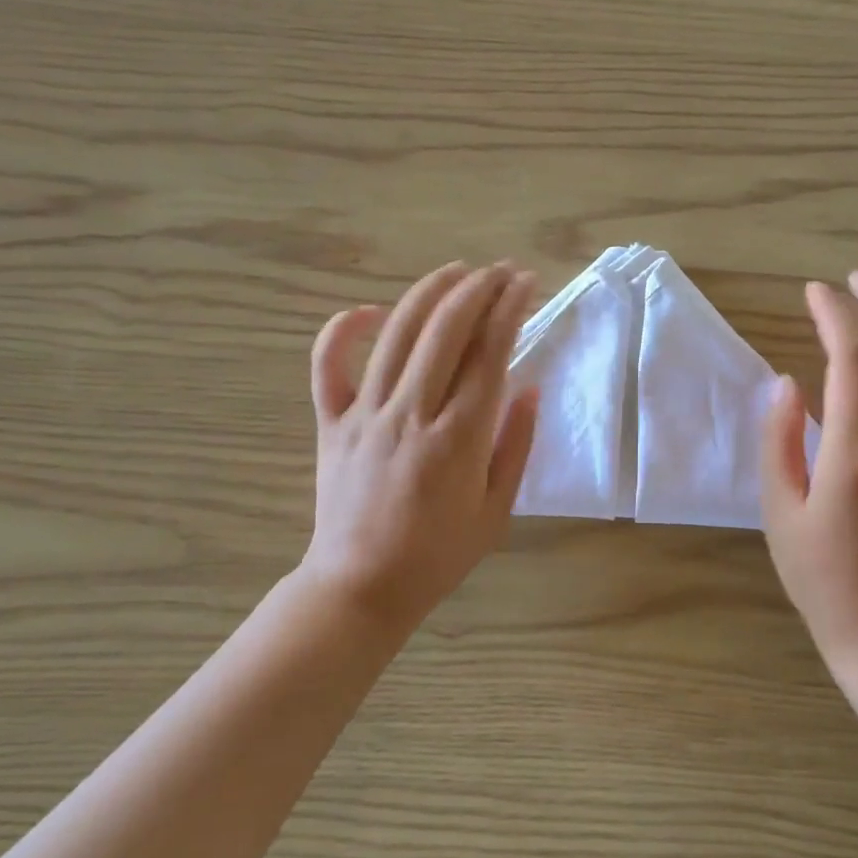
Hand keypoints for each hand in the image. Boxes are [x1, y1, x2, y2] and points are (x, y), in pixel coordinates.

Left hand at [300, 262, 539, 636]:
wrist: (362, 586)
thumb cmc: (438, 555)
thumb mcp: (497, 510)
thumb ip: (516, 446)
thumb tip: (530, 390)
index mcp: (459, 438)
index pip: (489, 353)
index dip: (510, 309)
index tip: (526, 283)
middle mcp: (412, 413)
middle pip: (445, 330)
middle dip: (478, 289)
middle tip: (500, 271)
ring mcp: (366, 414)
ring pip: (396, 334)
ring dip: (429, 294)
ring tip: (456, 272)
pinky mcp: (332, 423)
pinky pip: (327, 365)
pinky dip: (341, 330)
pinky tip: (367, 311)